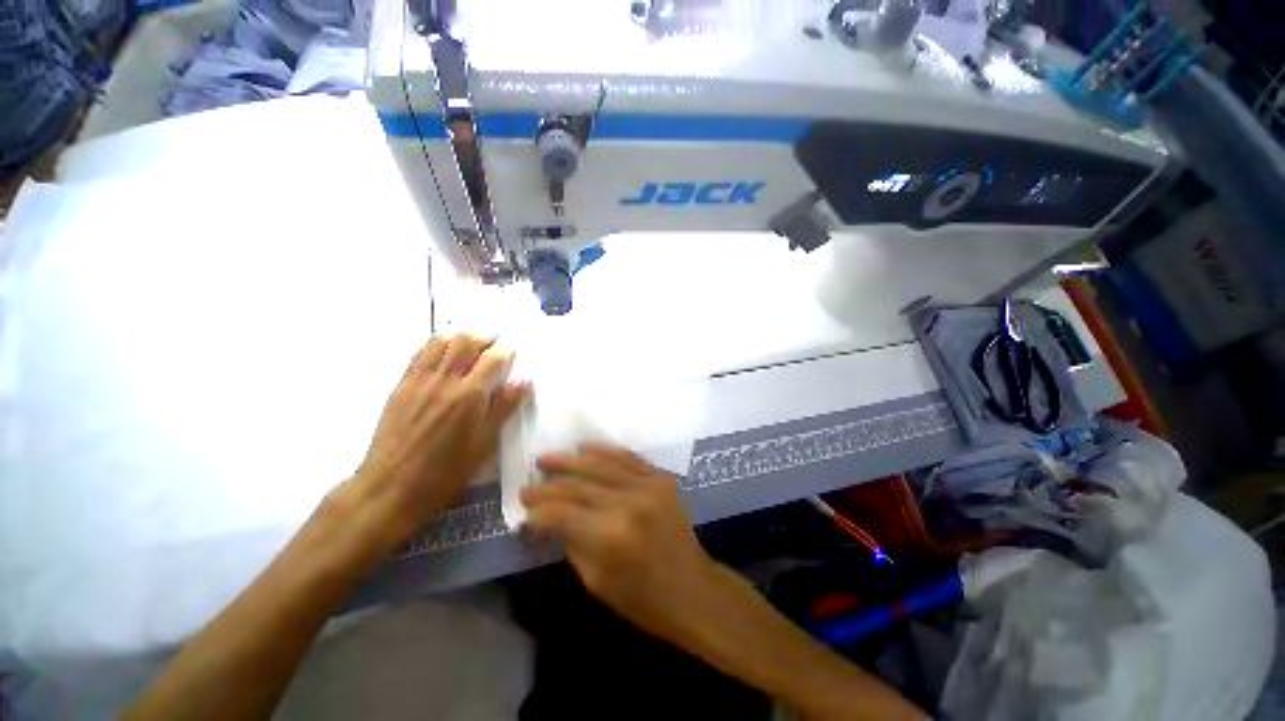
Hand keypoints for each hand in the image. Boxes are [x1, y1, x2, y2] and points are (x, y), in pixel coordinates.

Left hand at [354, 333, 529, 541]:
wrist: (391, 486)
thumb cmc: (446, 470)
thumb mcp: (484, 443)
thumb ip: (505, 408)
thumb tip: (526, 382)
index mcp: (469, 396)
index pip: (493, 359)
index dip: (506, 352)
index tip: (512, 353)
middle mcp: (445, 381)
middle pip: (466, 343)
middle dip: (484, 336)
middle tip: (494, 340)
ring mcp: (419, 381)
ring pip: (440, 342)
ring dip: (459, 335)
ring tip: (470, 339)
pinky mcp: (400, 386)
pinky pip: (419, 354)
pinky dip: (434, 343)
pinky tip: (442, 346)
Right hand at [521, 444, 717, 641]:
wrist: (691, 588)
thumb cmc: (641, 598)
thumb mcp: (595, 580)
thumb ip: (570, 541)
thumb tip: (548, 517)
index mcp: (609, 537)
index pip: (561, 513)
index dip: (539, 510)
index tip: (524, 508)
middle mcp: (627, 503)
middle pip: (578, 486)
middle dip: (548, 485)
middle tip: (527, 483)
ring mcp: (648, 486)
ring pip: (600, 465)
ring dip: (570, 460)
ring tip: (546, 459)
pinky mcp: (661, 478)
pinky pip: (627, 458)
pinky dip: (604, 451)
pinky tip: (583, 448)